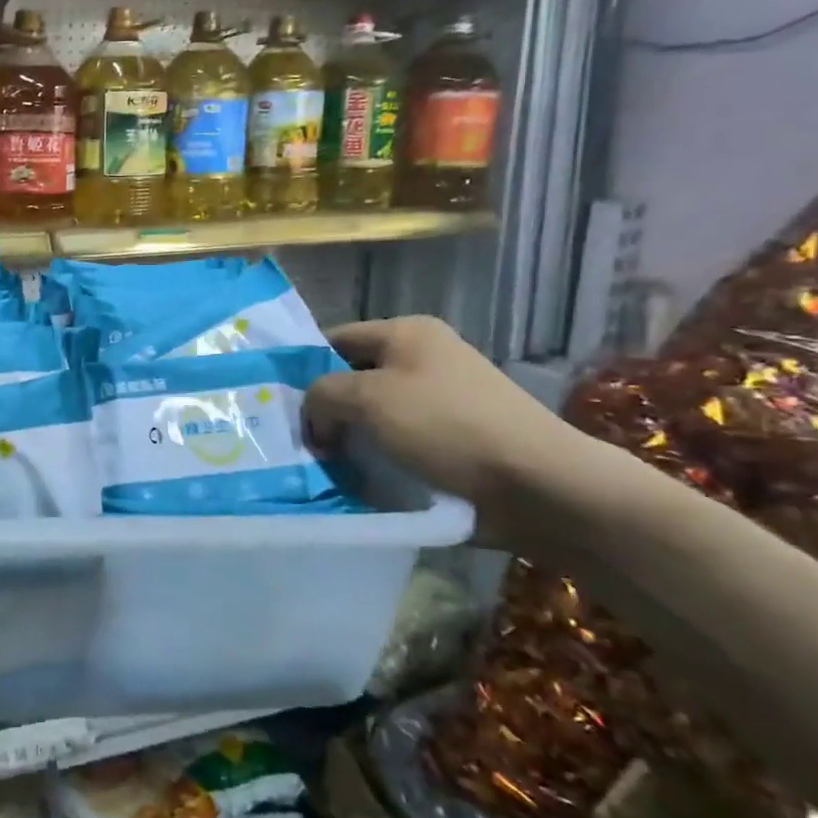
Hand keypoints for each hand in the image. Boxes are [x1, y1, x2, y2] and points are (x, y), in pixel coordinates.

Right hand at [302, 316, 582, 512]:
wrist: (537, 484)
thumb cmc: (445, 426)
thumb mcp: (367, 398)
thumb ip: (321, 394)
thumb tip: (315, 416)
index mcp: (407, 332)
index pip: (334, 340)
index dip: (304, 369)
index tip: (280, 406)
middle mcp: (425, 357)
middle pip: (354, 378)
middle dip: (326, 409)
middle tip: (299, 441)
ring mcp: (443, 399)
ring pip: (375, 415)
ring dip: (351, 439)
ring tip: (324, 466)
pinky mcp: (454, 439)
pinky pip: (399, 442)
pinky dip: (379, 458)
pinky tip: (359, 480)